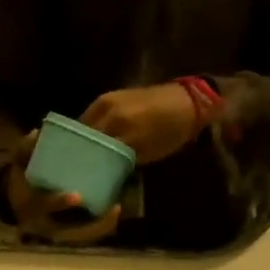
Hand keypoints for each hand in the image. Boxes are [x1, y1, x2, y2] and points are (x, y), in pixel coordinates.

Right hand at [4, 134, 121, 244]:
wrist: (19, 200)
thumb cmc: (23, 179)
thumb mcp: (20, 163)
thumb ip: (25, 149)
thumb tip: (37, 133)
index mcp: (29, 207)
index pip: (43, 207)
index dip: (59, 202)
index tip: (77, 196)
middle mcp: (44, 226)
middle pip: (69, 232)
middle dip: (92, 224)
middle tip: (113, 208)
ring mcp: (58, 232)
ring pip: (82, 236)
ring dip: (101, 226)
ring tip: (117, 207)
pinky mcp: (69, 233)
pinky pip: (87, 234)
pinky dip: (102, 225)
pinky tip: (115, 209)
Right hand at [81, 83, 200, 164]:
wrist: (186, 103)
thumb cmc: (171, 132)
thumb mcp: (147, 153)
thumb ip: (121, 160)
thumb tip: (103, 168)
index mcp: (118, 126)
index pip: (92, 149)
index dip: (88, 162)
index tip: (85, 174)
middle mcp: (108, 111)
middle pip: (85, 135)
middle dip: (84, 150)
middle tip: (83, 165)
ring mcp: (106, 100)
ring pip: (85, 125)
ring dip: (85, 138)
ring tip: (86, 152)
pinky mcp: (108, 96)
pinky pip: (91, 115)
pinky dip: (90, 127)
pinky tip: (93, 137)